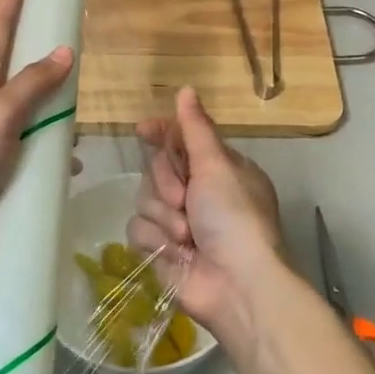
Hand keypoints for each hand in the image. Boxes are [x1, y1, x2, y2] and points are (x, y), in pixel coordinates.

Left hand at [0, 0, 74, 262]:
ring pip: (24, 106)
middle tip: (64, 26)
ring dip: (50, 103)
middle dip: (36, 43)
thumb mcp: (0, 114)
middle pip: (13, 61)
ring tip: (79, 104)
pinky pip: (27, 144)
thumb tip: (63, 51)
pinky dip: (47, 148)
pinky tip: (67, 162)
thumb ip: (32, 84)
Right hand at [128, 87, 284, 343]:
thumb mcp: (217, 166)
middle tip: (185, 199)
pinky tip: (175, 252)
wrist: (236, 285)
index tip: (143, 129)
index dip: (160, 133)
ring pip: (144, 199)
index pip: (180, 139)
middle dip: (167, 183)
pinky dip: (156, 240)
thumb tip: (186, 89)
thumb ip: (195, 128)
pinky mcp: (160, 249)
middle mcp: (198, 192)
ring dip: (164, 217)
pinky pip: (138, 229)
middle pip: (156, 168)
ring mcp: (178, 222)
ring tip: (187, 236)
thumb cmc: (234, 218)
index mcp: (217, 168)